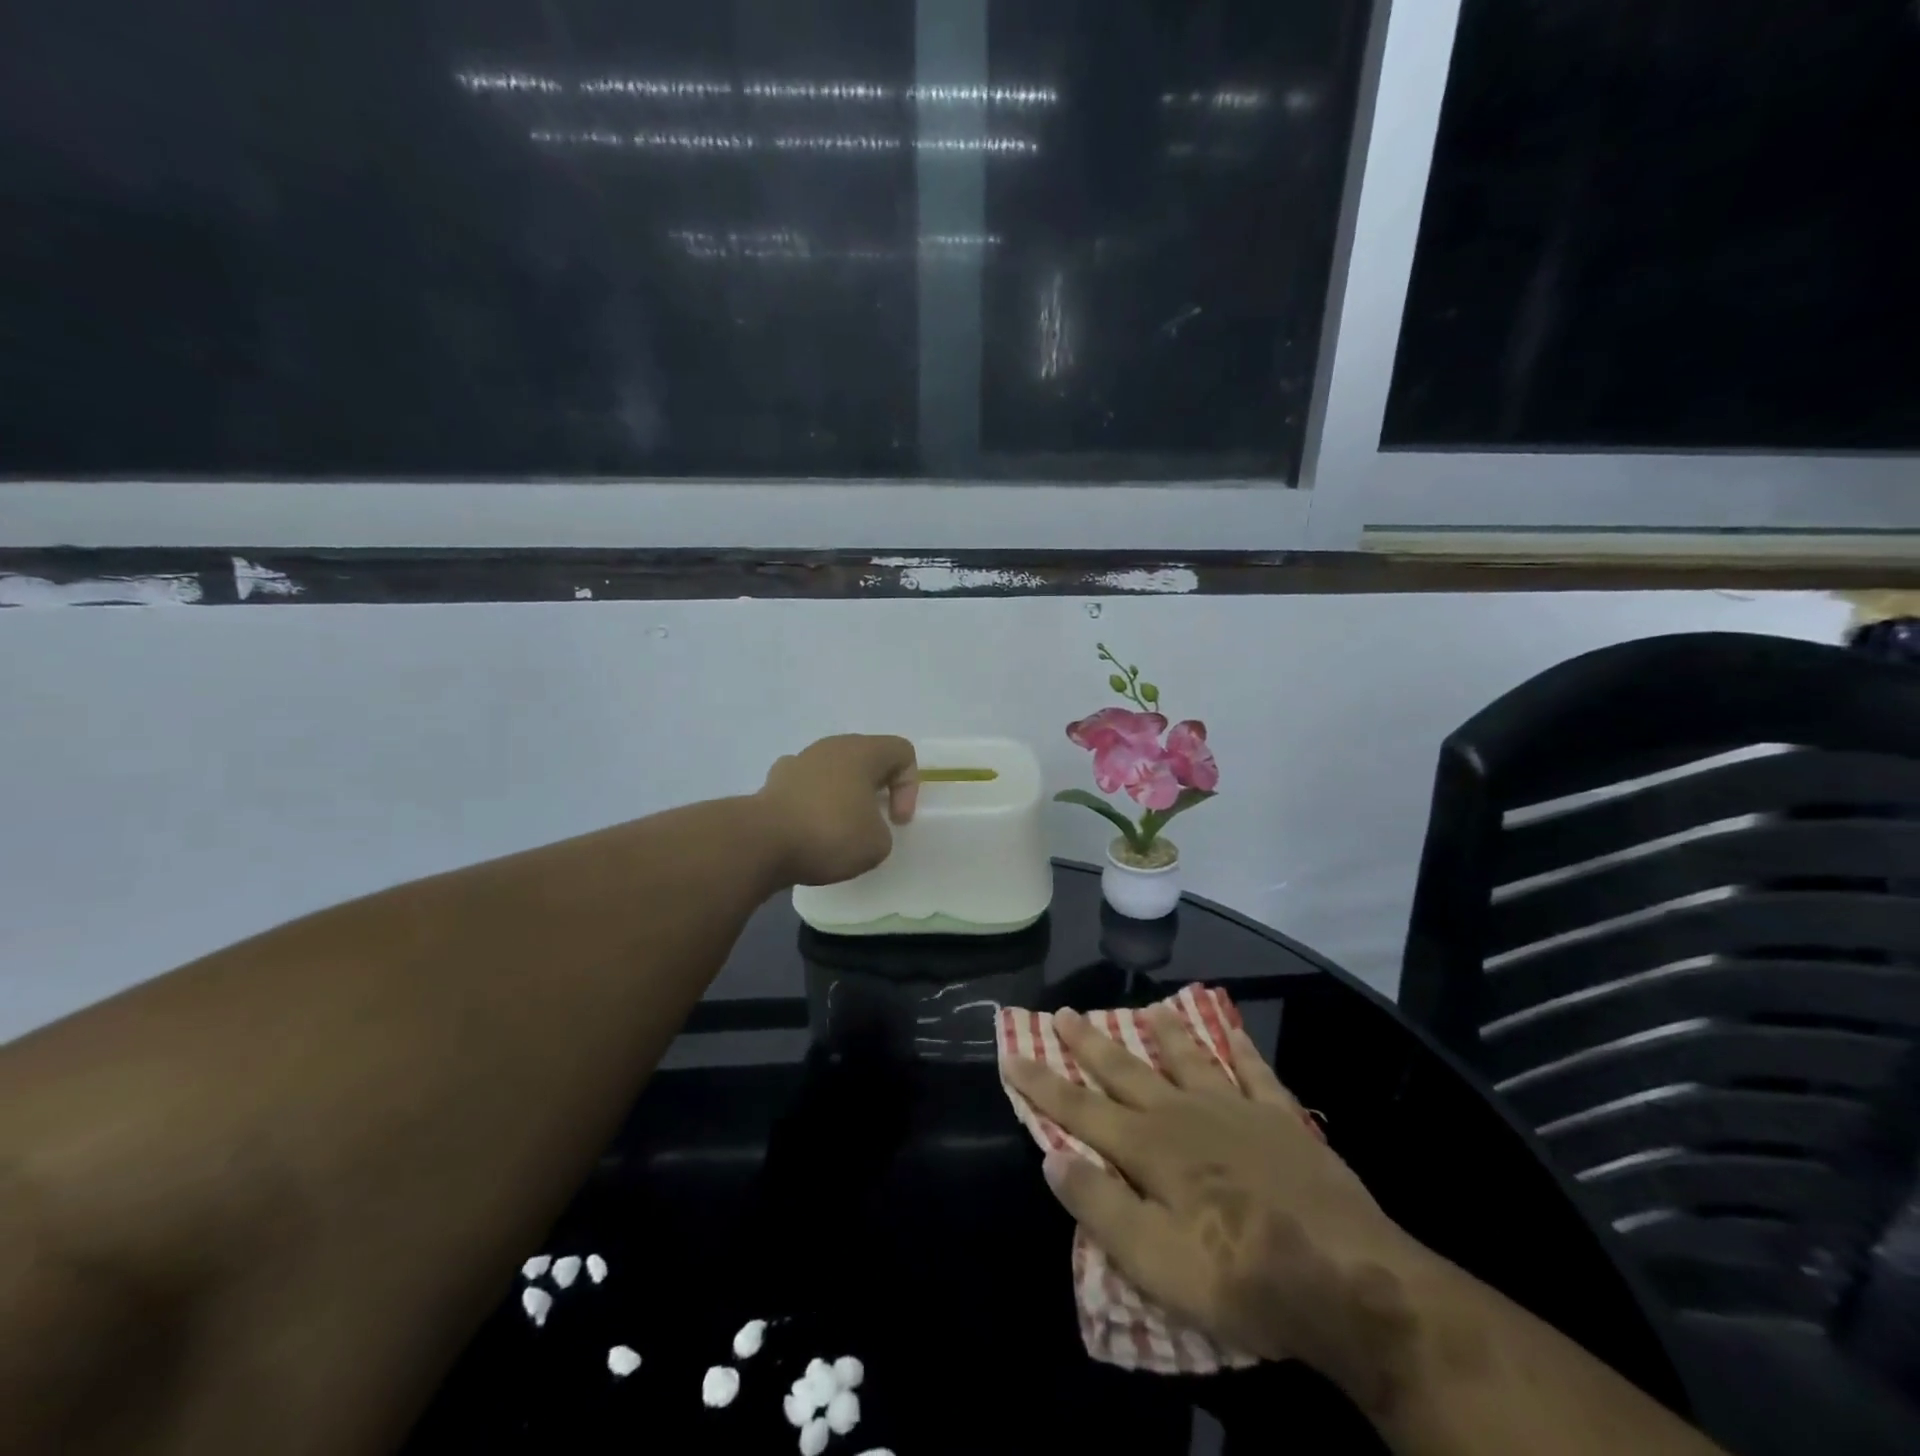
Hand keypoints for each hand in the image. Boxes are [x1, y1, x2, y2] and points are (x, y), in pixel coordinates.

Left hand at [756, 734, 918, 886]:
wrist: (762, 842)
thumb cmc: (830, 834)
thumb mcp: (877, 843)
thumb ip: (881, 830)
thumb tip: (860, 825)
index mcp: (863, 751)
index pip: (902, 752)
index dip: (909, 786)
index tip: (897, 820)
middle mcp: (831, 746)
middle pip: (866, 756)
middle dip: (876, 787)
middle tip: (875, 821)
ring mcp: (799, 760)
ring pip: (834, 769)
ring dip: (843, 793)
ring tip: (840, 828)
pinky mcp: (774, 781)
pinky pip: (805, 785)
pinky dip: (813, 802)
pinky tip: (808, 827)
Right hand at [1005, 1005, 1431, 1407]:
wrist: (1344, 1278)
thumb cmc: (1239, 1276)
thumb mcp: (1154, 1260)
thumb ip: (1100, 1205)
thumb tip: (1052, 1157)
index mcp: (1149, 1148)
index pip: (1080, 1109)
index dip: (1042, 1083)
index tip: (1011, 1052)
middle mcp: (1183, 1114)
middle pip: (1126, 1072)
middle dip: (1090, 1044)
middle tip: (1065, 1011)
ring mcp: (1235, 1109)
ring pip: (1188, 1059)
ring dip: (1164, 1033)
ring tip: (1148, 1008)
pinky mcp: (1281, 1119)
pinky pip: (1254, 1072)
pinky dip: (1239, 1047)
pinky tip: (1231, 1030)